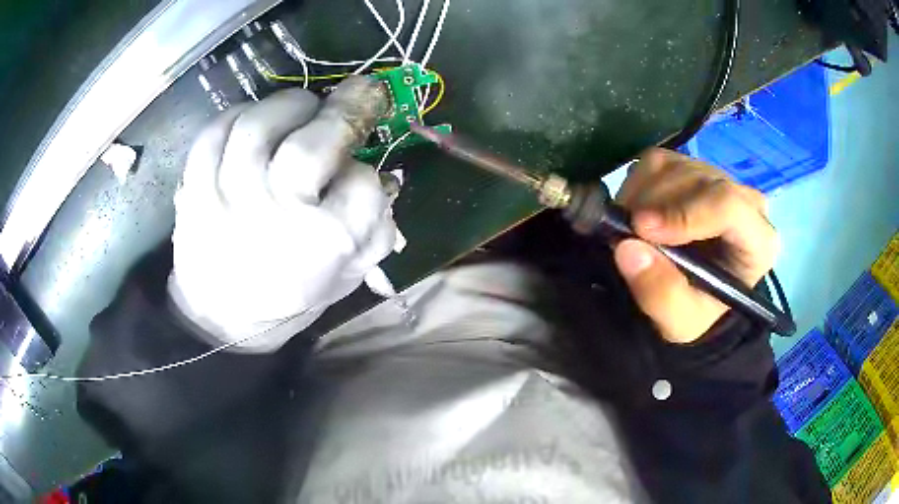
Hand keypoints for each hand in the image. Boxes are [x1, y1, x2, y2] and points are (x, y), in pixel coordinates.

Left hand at [169, 79, 396, 352]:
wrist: (220, 317)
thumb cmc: (288, 296)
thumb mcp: (346, 279)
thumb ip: (374, 231)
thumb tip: (385, 179)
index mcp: (322, 247)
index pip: (364, 185)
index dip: (368, 171)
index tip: (361, 172)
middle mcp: (275, 217)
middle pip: (312, 147)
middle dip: (343, 111)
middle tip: (354, 96)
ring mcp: (227, 198)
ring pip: (259, 126)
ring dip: (290, 104)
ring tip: (302, 108)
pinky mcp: (193, 188)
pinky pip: (216, 132)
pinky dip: (240, 115)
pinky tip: (255, 123)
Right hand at [613, 148, 778, 343]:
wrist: (694, 297)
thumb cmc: (697, 312)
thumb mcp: (681, 321)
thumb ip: (661, 294)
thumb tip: (627, 248)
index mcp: (758, 240)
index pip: (729, 205)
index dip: (684, 213)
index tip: (641, 230)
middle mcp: (745, 201)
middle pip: (697, 180)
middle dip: (654, 205)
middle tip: (624, 235)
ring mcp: (718, 178)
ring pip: (675, 166)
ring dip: (641, 196)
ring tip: (630, 231)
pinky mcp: (692, 168)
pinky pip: (658, 162)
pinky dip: (637, 185)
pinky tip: (636, 214)